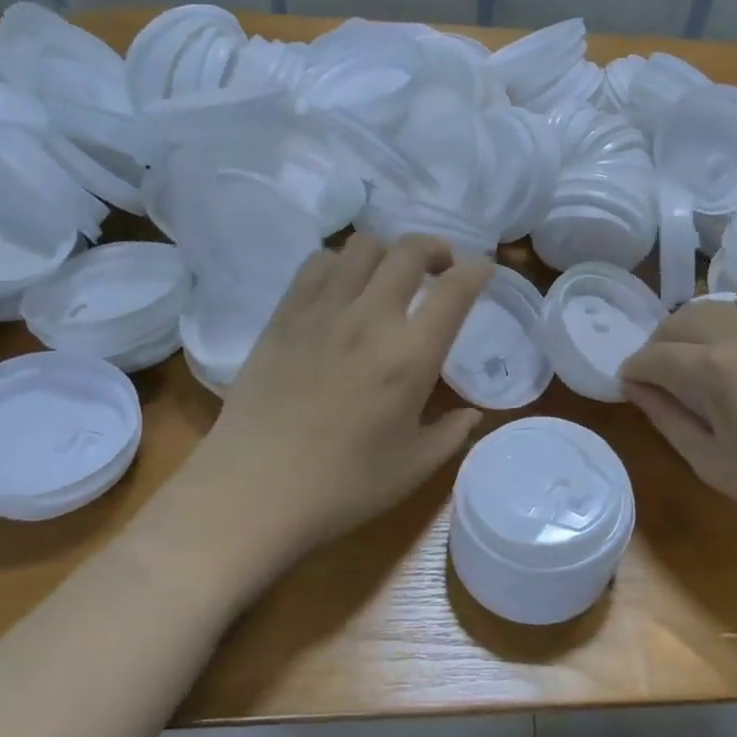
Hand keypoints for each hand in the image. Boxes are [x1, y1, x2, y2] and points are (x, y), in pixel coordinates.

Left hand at [181, 233, 492, 564]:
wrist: (254, 490)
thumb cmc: (343, 486)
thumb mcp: (414, 467)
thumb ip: (451, 433)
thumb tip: (472, 414)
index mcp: (411, 356)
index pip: (455, 291)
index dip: (476, 271)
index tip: (483, 270)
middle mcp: (370, 319)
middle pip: (409, 251)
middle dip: (435, 249)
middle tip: (440, 268)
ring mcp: (322, 311)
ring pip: (362, 246)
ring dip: (387, 251)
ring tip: (390, 274)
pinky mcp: (285, 315)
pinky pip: (317, 263)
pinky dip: (341, 262)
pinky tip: (343, 285)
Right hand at [618, 293, 736, 537]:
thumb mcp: (712, 462)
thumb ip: (667, 419)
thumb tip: (636, 388)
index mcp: (714, 368)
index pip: (654, 357)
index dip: (633, 371)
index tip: (627, 387)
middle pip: (679, 321)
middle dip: (656, 345)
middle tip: (655, 378)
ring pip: (713, 305)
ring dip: (689, 326)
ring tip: (690, 357)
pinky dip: (732, 310)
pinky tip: (732, 335)